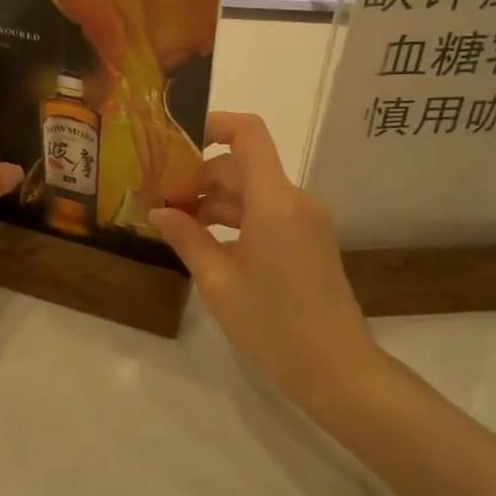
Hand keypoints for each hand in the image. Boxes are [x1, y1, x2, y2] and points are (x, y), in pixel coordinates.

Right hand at [149, 113, 381, 410]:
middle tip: (163, 201)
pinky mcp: (311, 239)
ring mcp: (308, 220)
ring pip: (255, 191)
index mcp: (275, 200)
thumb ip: (187, 238)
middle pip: (244, 166)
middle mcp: (296, 199)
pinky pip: (270, 212)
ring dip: (219, 201)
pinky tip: (211, 243)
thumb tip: (157, 212)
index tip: (178, 141)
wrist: (338, 371)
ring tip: (180, 226)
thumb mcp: (218, 282)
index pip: (248, 133)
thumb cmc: (273, 325)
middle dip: (202, 176)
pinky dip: (239, 219)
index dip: (214, 124)